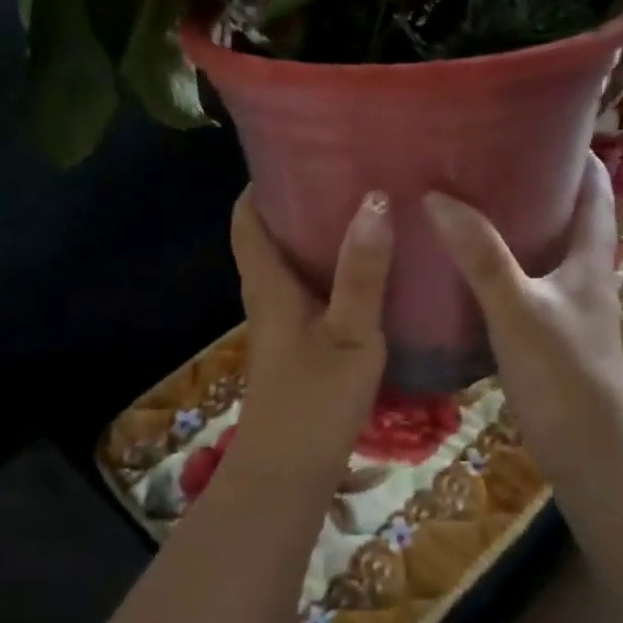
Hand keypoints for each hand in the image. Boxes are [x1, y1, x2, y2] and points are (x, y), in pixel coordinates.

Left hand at [224, 188, 391, 487]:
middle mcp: (268, 298)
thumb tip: (374, 199)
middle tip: (348, 172)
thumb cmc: (314, 402)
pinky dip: (332, 273)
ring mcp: (282, 326)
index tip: (296, 150)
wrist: (289, 473)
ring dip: (318, 237)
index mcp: (269, 284)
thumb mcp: (349, 334)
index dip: (261, 183)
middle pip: (271, 236)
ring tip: (366, 210)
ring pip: (293, 266)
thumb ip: (362, 272)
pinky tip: (371, 273)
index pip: (247, 219)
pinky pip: (311, 294)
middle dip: (300, 201)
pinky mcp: (298, 348)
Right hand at [424, 155, 622, 472]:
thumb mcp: (519, 308)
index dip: (575, 152)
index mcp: (589, 257)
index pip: (594, 188)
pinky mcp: (547, 335)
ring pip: (540, 251)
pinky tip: (462, 270)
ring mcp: (566, 307)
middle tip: (482, 158)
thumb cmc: (564, 373)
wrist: (589, 450)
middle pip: (565, 214)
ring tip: (465, 203)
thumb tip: (438, 197)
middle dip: (532, 182)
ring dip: (513, 225)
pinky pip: (522, 285)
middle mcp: (583, 275)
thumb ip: (481, 256)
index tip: (537, 121)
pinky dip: (498, 268)